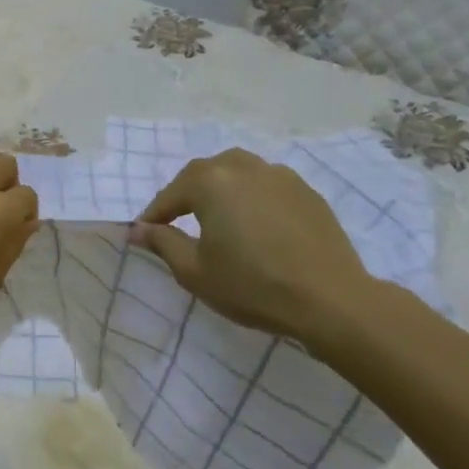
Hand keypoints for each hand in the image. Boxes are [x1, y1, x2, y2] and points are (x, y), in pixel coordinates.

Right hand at [131, 150, 374, 344]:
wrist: (331, 300)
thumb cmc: (252, 285)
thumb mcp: (195, 271)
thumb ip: (163, 243)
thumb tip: (138, 229)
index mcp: (210, 182)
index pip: (170, 195)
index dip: (154, 215)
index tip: (144, 233)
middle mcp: (242, 167)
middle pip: (203, 174)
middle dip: (186, 195)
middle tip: (178, 221)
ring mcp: (279, 175)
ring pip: (237, 172)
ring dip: (220, 189)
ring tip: (218, 215)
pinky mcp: (307, 191)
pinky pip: (267, 185)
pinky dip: (252, 196)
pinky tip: (256, 222)